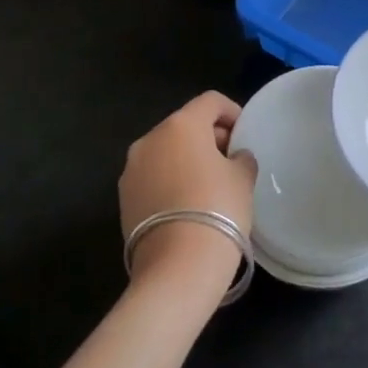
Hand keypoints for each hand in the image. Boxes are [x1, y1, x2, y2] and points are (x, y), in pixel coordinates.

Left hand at [119, 92, 256, 303]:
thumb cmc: (218, 208)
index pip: (210, 101)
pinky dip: (170, 181)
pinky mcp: (123, 199)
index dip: (232, 112)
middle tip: (231, 160)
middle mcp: (150, 139)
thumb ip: (241, 158)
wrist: (177, 266)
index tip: (244, 134)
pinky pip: (153, 177)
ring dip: (187, 159)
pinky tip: (188, 204)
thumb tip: (234, 158)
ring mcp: (131, 170)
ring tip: (209, 185)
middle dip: (209, 137)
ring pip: (165, 152)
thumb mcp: (243, 178)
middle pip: (184, 125)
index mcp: (181, 125)